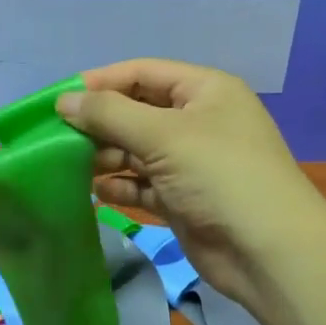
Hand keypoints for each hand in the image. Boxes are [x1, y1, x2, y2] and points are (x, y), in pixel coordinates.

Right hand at [55, 59, 325, 315]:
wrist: (267, 251)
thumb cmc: (219, 176)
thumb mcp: (163, 135)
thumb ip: (110, 114)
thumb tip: (64, 100)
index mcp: (204, 90)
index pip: (143, 72)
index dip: (100, 82)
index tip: (58, 100)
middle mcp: (199, 121)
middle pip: (137, 112)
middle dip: (100, 124)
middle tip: (57, 140)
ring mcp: (192, 163)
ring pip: (137, 151)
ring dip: (106, 157)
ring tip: (71, 168)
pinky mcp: (184, 199)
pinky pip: (144, 185)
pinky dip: (122, 187)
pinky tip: (99, 194)